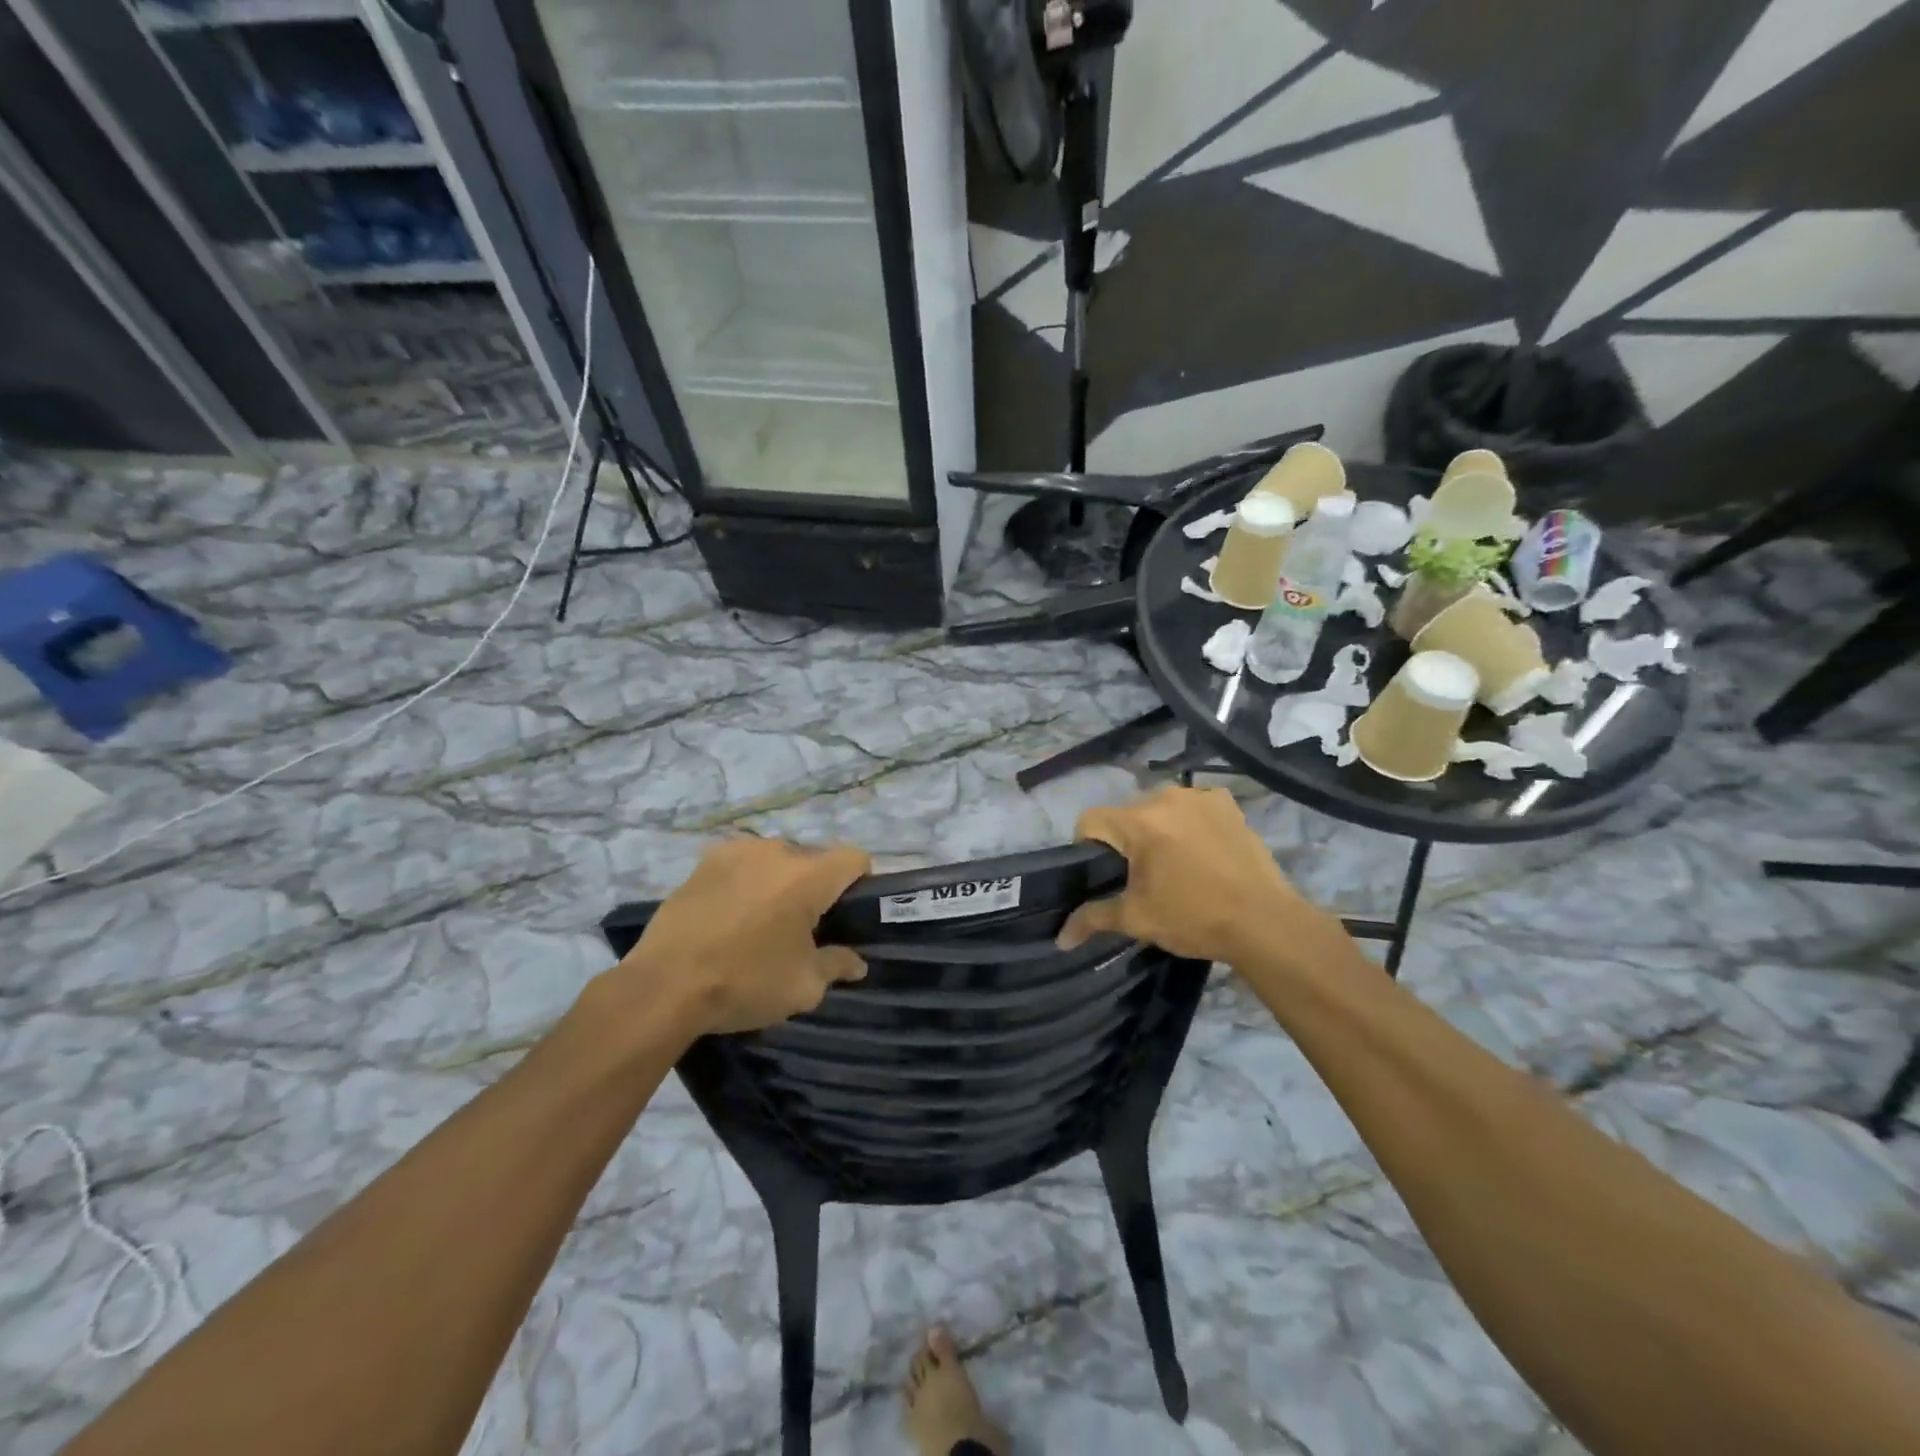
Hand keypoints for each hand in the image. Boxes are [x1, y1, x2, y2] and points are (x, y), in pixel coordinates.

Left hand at [610, 838, 871, 1036]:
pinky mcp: (705, 860)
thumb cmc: (744, 982)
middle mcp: (777, 851)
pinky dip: (747, 882)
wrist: (663, 986)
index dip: (860, 884)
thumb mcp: (803, 986)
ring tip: (760, 921)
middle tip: (802, 928)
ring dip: (780, 883)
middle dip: (816, 888)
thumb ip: (837, 965)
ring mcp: (737, 851)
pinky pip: (743, 864)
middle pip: (814, 860)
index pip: (855, 859)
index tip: (846, 916)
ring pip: (777, 860)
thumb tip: (856, 962)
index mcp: (808, 875)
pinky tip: (729, 915)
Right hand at [1057, 786, 1334, 965]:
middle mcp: (1166, 797)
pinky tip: (1202, 850)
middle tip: (1140, 876)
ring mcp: (1201, 797)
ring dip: (1158, 828)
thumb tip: (1060, 938)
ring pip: (1161, 807)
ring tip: (1174, 864)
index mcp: (1138, 822)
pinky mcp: (1228, 804)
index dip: (1086, 846)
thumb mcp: (1137, 919)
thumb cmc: (1194, 918)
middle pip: (1126, 813)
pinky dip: (1190, 822)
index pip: (1090, 821)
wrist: (1265, 923)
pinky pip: (1194, 806)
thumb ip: (1093, 918)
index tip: (1102, 874)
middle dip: (1126, 840)